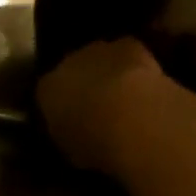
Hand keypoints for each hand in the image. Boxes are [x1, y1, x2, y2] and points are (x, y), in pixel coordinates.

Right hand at [36, 37, 179, 174]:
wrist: (128, 115)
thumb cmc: (94, 142)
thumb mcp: (72, 150)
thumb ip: (70, 134)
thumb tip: (75, 132)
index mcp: (47, 90)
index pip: (49, 93)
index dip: (63, 106)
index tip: (76, 120)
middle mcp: (67, 63)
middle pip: (74, 70)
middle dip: (86, 84)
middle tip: (102, 108)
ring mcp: (98, 50)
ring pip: (101, 59)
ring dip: (110, 73)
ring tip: (127, 98)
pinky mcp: (128, 45)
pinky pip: (129, 54)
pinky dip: (136, 67)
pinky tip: (147, 85)